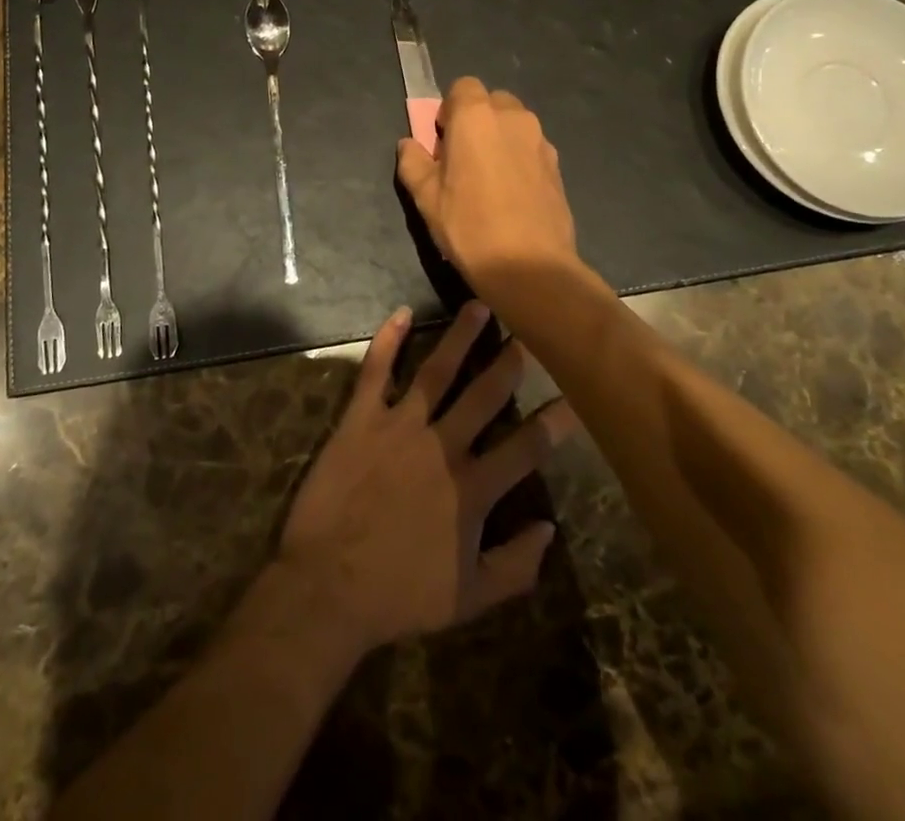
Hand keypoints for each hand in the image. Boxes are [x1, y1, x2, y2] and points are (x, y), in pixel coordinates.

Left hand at [276, 302, 578, 655]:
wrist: (327, 585)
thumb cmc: (400, 594)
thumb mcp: (469, 597)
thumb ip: (515, 566)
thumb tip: (549, 529)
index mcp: (472, 488)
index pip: (526, 448)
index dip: (555, 422)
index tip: (577, 397)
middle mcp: (442, 446)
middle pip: (484, 395)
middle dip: (509, 362)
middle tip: (528, 332)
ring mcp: (399, 427)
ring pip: (437, 372)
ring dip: (460, 338)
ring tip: (479, 307)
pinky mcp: (360, 419)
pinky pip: (376, 371)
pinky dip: (387, 340)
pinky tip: (400, 313)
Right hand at [396, 78, 581, 308]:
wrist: (530, 266)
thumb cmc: (469, 226)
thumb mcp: (426, 198)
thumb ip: (413, 162)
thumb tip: (409, 145)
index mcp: (476, 116)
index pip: (463, 87)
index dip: (449, 110)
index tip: (442, 141)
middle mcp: (513, 118)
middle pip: (492, 101)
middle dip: (476, 120)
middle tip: (463, 158)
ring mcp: (541, 140)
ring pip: (515, 124)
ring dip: (499, 138)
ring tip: (489, 179)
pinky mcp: (558, 166)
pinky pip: (531, 148)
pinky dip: (519, 158)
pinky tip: (511, 195)